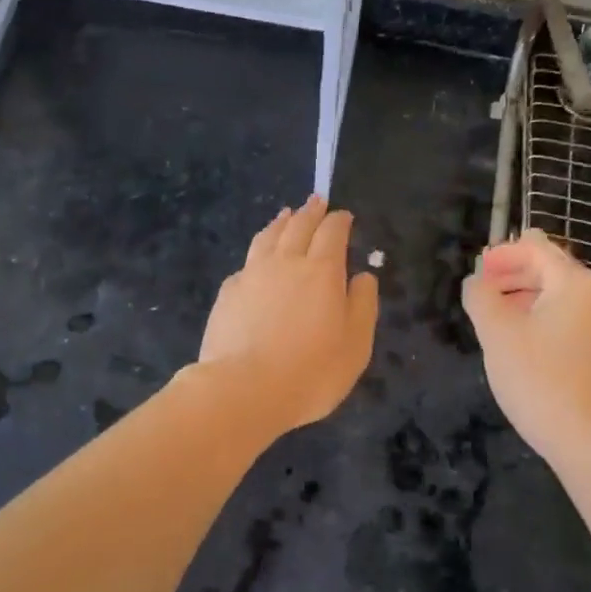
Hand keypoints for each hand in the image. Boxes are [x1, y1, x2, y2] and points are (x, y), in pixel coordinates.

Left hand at [196, 197, 378, 438]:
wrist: (244, 390)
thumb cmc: (311, 372)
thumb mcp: (356, 345)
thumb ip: (363, 305)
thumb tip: (363, 275)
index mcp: (322, 271)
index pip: (332, 232)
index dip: (340, 221)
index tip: (344, 216)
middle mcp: (285, 262)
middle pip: (298, 226)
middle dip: (310, 212)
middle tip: (316, 201)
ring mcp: (251, 275)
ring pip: (267, 237)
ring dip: (280, 223)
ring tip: (285, 215)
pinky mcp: (227, 294)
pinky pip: (246, 263)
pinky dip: (257, 253)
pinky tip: (256, 260)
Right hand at [462, 229, 590, 462]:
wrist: (584, 438)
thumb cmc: (537, 378)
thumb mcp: (496, 332)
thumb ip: (480, 296)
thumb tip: (476, 281)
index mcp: (574, 283)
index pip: (537, 247)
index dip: (503, 252)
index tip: (476, 270)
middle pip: (549, 268)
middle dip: (511, 272)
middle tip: (479, 292)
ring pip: (556, 295)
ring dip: (522, 295)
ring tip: (492, 315)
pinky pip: (564, 318)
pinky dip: (538, 316)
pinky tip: (517, 339)